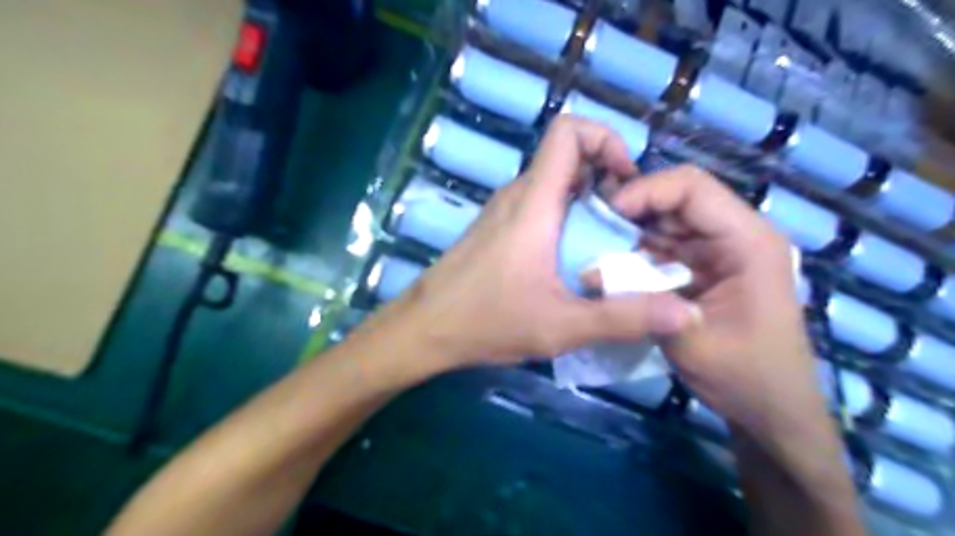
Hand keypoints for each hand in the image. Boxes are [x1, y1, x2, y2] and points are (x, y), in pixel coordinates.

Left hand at [384, 113, 699, 370]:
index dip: (605, 139)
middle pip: (567, 157)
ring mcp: (503, 212)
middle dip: (606, 178)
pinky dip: (565, 217)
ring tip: (607, 243)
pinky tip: (572, 259)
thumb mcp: (563, 326)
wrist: (425, 329)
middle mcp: (517, 196)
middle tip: (627, 224)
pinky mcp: (496, 229)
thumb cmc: (486, 322)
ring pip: (554, 184)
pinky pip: (539, 206)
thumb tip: (689, 312)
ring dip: (587, 201)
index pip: (568, 131)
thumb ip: (625, 318)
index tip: (626, 183)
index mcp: (534, 203)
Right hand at [612, 169, 827, 441]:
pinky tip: (614, 268)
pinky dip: (638, 254)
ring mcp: (719, 251)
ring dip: (632, 233)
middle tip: (595, 230)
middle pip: (677, 199)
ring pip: (667, 222)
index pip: (693, 189)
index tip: (608, 214)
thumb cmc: (746, 376)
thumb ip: (642, 303)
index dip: (646, 192)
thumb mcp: (692, 340)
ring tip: (598, 249)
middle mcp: (735, 236)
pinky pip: (665, 248)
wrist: (771, 409)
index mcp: (748, 242)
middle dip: (633, 210)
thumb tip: (590, 273)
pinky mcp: (704, 268)